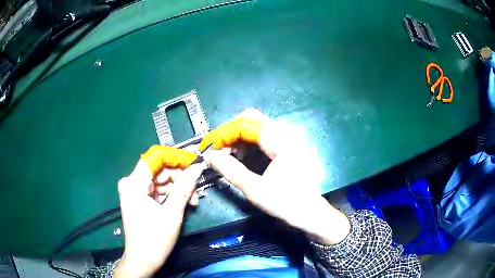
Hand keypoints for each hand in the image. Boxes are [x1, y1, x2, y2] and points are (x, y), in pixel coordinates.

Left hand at [115, 157, 202, 277]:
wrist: (143, 260)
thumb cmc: (155, 239)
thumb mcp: (172, 213)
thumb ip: (184, 187)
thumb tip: (198, 167)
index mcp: (134, 183)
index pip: (155, 157)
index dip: (176, 157)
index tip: (194, 163)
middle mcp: (131, 182)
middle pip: (159, 169)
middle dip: (179, 177)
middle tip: (196, 189)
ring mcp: (134, 190)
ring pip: (160, 179)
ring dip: (177, 188)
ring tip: (192, 201)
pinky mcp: (138, 198)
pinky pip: (157, 189)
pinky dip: (170, 194)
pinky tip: (182, 203)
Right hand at [202, 108, 350, 244]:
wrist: (309, 212)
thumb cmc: (285, 203)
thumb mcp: (254, 189)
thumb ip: (230, 169)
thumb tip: (209, 155)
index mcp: (281, 141)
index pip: (246, 123)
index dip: (224, 133)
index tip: (209, 147)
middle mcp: (285, 133)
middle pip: (251, 118)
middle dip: (230, 131)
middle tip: (217, 149)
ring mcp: (286, 138)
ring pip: (255, 125)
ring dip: (238, 137)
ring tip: (226, 155)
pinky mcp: (285, 145)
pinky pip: (261, 135)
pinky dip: (247, 143)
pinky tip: (241, 157)